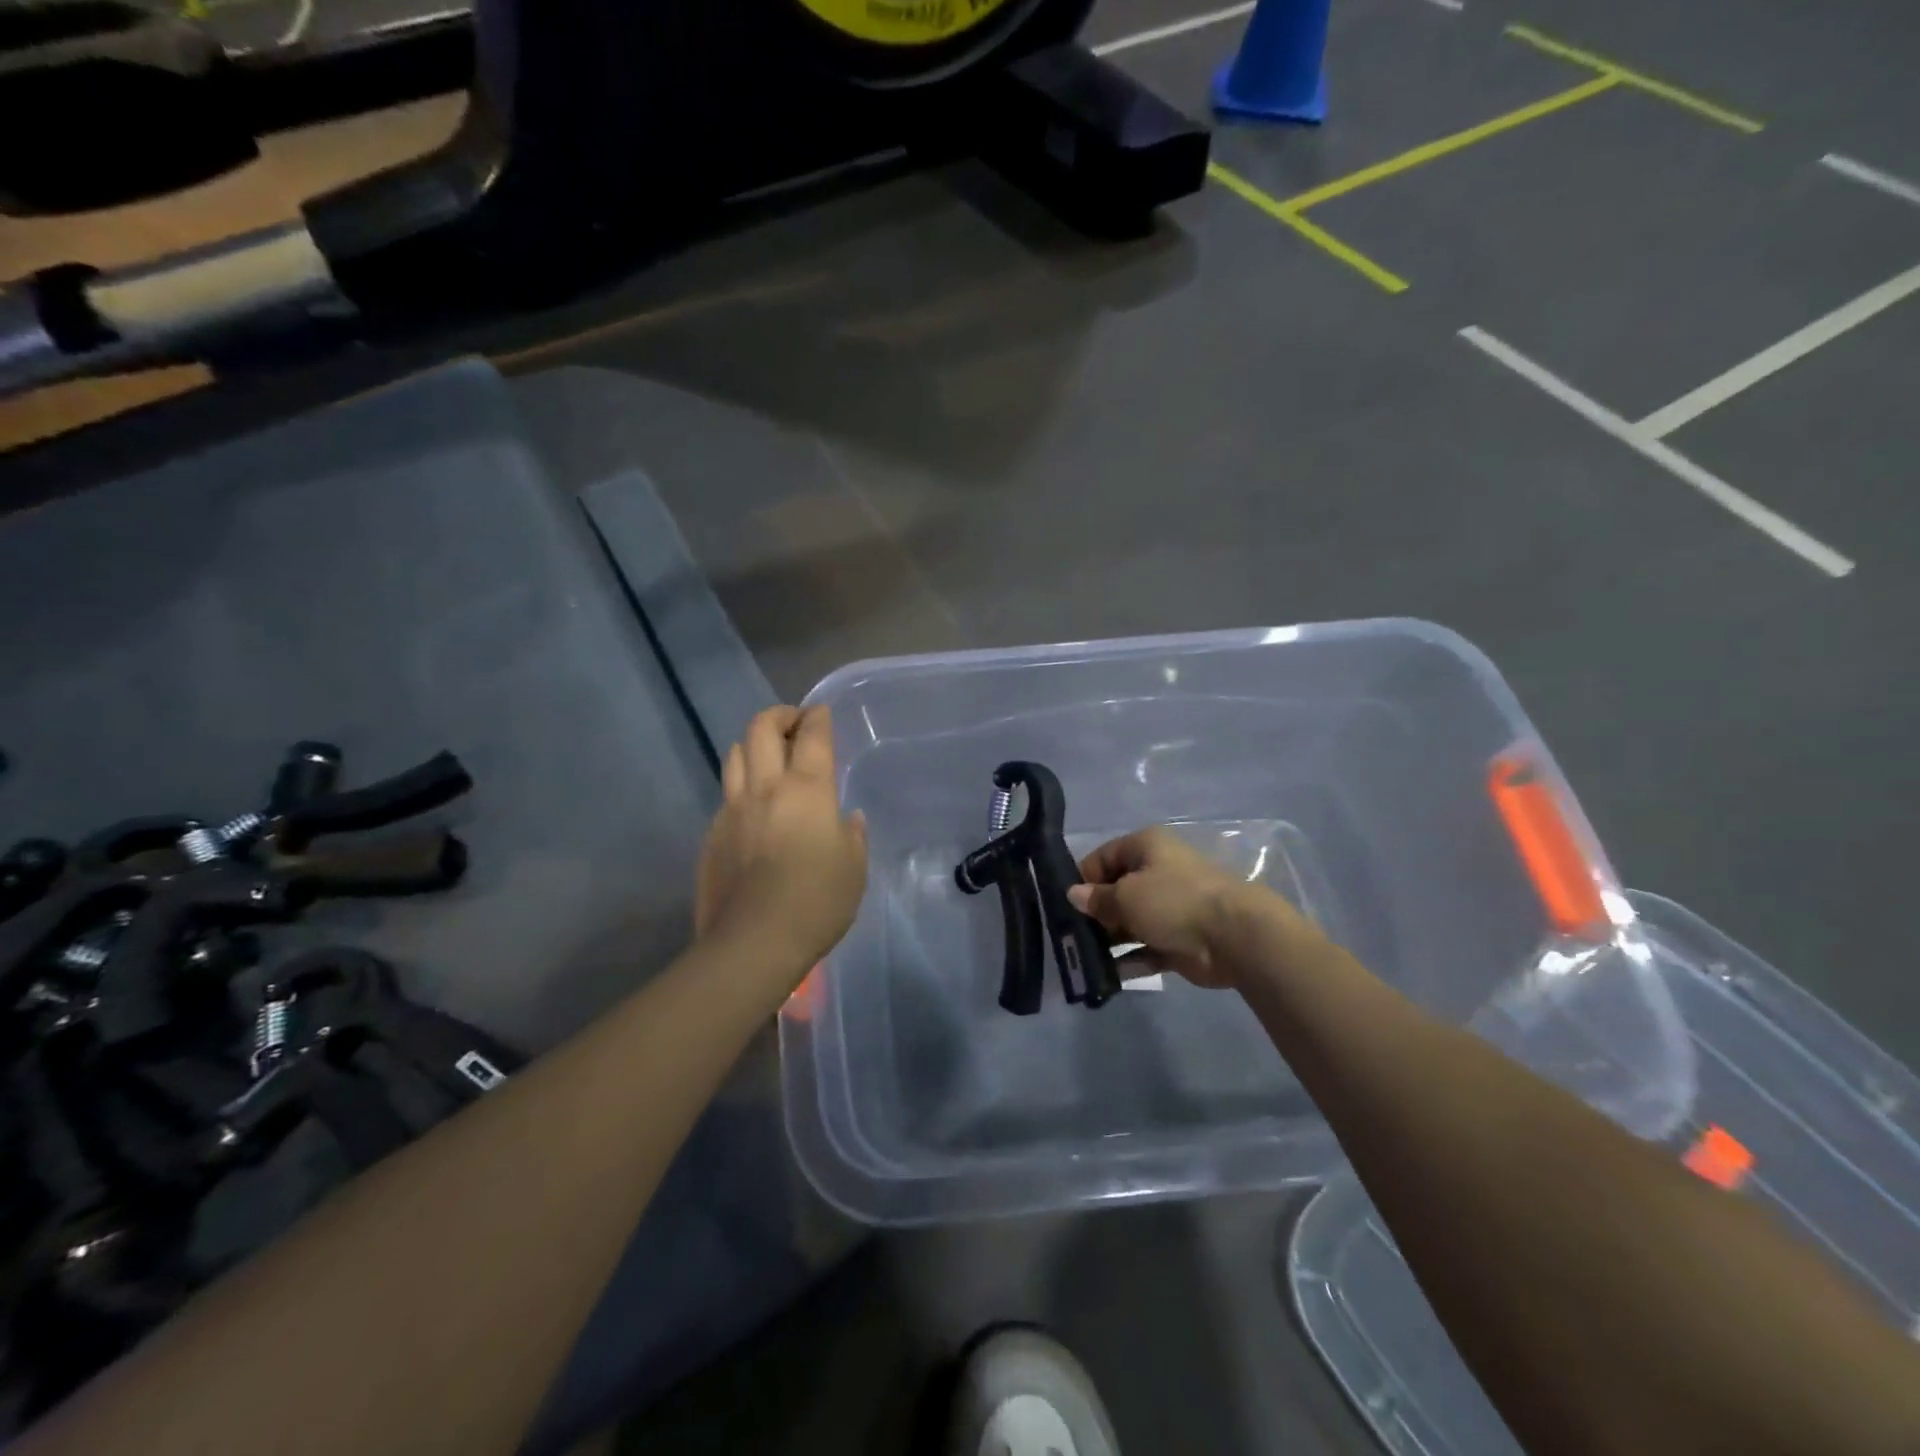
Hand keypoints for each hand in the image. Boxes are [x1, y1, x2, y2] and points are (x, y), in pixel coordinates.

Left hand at [696, 706, 867, 975]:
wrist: (753, 942)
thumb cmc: (817, 901)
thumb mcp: (854, 868)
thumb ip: (853, 836)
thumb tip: (848, 819)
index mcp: (807, 790)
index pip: (812, 736)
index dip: (817, 717)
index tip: (820, 713)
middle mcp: (766, 788)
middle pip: (761, 729)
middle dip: (779, 716)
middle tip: (793, 723)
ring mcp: (732, 809)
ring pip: (734, 754)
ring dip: (752, 744)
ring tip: (767, 756)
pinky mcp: (712, 834)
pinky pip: (726, 794)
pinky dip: (741, 785)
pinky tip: (752, 808)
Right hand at [1068, 827, 1288, 989]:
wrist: (1233, 936)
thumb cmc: (1173, 901)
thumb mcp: (1126, 895)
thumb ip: (1097, 899)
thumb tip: (1073, 895)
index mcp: (1145, 847)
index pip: (1102, 858)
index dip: (1082, 880)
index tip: (1064, 906)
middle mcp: (1156, 872)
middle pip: (1115, 891)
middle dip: (1094, 914)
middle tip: (1069, 937)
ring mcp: (1168, 908)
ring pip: (1129, 922)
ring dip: (1108, 940)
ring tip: (1082, 958)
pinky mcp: (1177, 940)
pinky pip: (1145, 948)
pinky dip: (1128, 960)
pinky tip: (1106, 975)